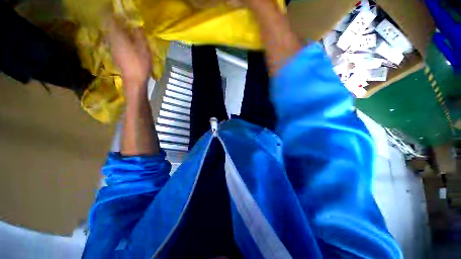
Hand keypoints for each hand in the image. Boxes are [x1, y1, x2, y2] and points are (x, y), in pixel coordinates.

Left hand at [105, 17, 151, 91]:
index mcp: (117, 36)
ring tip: (128, 31)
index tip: (120, 11)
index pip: (110, 19)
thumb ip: (139, 34)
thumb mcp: (143, 48)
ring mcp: (112, 48)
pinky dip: (120, 38)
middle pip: (110, 26)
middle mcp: (111, 40)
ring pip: (112, 34)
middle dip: (116, 21)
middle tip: (126, 21)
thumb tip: (136, 24)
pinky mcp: (115, 54)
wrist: (134, 80)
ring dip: (118, 30)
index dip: (113, 13)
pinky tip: (127, 42)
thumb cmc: (140, 63)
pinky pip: (115, 41)